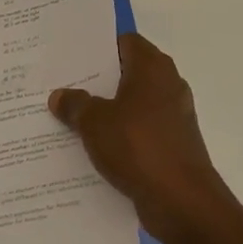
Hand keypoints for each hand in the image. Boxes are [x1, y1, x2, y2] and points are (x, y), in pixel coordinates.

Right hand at [49, 34, 232, 243]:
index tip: (71, 56)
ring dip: (107, 111)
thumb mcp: (94, 122)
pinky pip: (140, 132)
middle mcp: (167, 85)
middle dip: (98, 81)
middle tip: (63, 85)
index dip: (99, 47)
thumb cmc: (138, 146)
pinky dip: (120, 136)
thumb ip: (75, 104)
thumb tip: (60, 96)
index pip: (125, 41)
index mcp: (152, 68)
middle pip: (128, 73)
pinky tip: (93, 148)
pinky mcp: (173, 145)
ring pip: (133, 105)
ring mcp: (173, 117)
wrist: (182, 202)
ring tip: (71, 117)